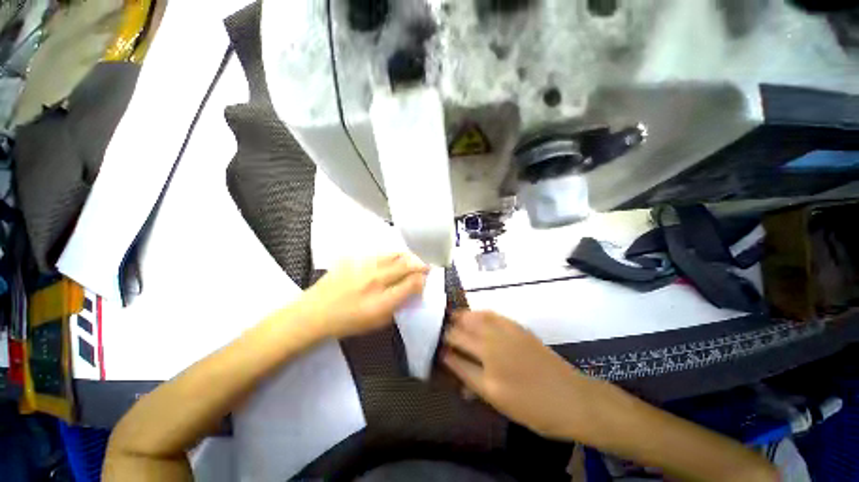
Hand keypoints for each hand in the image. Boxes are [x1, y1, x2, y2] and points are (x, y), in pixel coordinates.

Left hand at [297, 254, 428, 338]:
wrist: (314, 313)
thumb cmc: (348, 322)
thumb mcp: (377, 321)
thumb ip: (398, 304)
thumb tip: (411, 290)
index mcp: (382, 300)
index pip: (412, 283)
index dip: (423, 279)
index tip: (425, 279)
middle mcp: (376, 280)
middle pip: (406, 265)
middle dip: (420, 265)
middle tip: (425, 266)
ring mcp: (364, 266)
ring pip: (394, 255)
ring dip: (407, 257)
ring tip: (411, 259)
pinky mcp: (354, 258)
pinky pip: (379, 253)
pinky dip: (390, 255)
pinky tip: (391, 259)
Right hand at [442, 310, 586, 438]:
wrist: (572, 398)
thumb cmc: (534, 408)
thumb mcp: (499, 402)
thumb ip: (472, 381)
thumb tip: (452, 366)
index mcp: (487, 371)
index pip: (455, 355)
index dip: (442, 350)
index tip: (434, 348)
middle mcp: (493, 347)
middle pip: (461, 332)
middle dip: (447, 331)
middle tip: (438, 332)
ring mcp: (506, 333)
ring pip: (475, 318)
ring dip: (460, 317)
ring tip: (451, 318)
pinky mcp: (517, 327)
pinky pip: (491, 314)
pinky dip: (478, 313)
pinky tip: (475, 315)